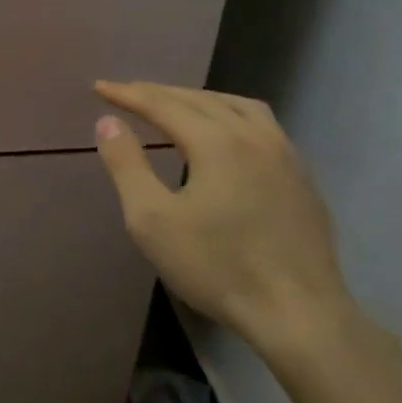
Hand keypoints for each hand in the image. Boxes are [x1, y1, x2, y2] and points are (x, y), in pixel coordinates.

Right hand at [93, 81, 350, 349]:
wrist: (299, 314)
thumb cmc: (217, 267)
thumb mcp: (152, 220)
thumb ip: (127, 165)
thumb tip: (108, 122)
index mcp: (216, 141)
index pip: (162, 104)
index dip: (127, 94)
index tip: (99, 89)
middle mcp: (254, 135)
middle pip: (199, 99)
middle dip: (159, 93)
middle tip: (128, 94)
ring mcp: (285, 155)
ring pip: (237, 106)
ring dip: (199, 98)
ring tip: (175, 104)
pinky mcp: (302, 177)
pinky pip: (262, 125)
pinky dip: (231, 115)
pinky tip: (226, 136)